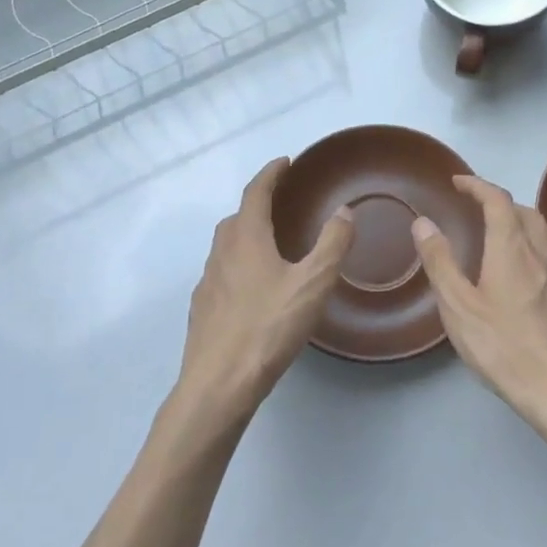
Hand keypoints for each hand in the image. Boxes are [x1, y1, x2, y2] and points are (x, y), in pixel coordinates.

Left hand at [175, 157, 354, 422]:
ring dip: (246, 236)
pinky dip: (238, 267)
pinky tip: (254, 290)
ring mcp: (207, 282)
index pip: (256, 192)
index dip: (271, 173)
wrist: (218, 384)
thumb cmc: (268, 327)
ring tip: (271, 246)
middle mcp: (221, 253)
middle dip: (258, 204)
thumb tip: (344, 211)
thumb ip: (332, 244)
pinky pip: (222, 274)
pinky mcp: (202, 310)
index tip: (285, 162)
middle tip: (282, 204)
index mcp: (246, 238)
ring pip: (226, 247)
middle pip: (237, 217)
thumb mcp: (313, 283)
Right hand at [412, 176, 546, 448]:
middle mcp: (540, 253)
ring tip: (494, 236)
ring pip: (540, 234)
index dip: (477, 185)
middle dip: (498, 201)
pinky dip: (529, 249)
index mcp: (511, 248)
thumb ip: (440, 262)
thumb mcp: (459, 307)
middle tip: (475, 207)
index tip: (458, 181)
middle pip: (523, 211)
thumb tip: (423, 222)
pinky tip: (519, 275)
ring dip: (516, 223)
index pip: (497, 200)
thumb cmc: (505, 347)